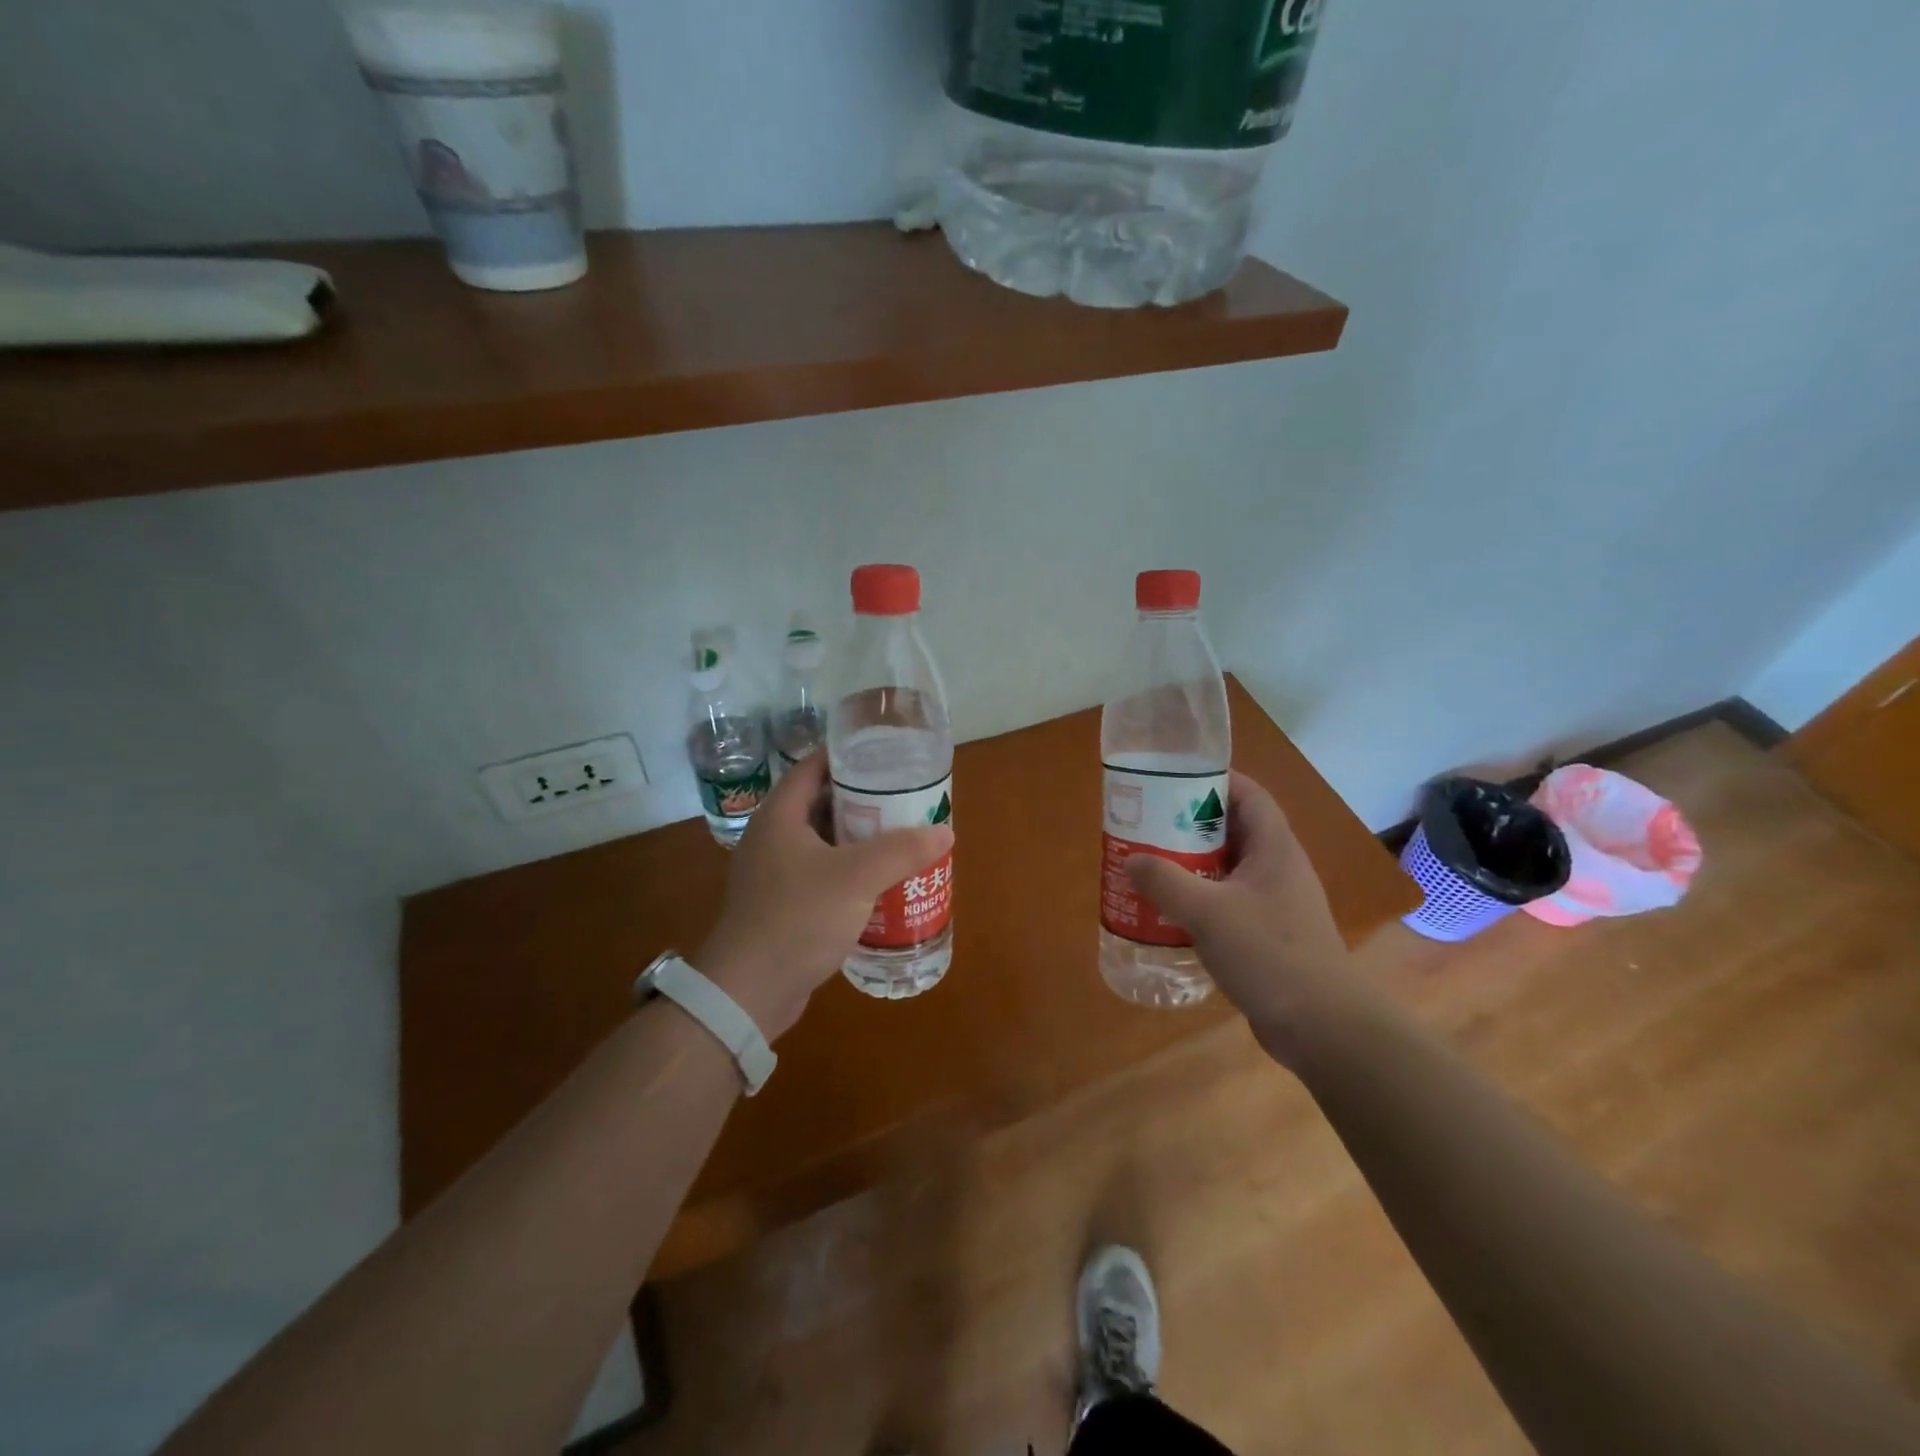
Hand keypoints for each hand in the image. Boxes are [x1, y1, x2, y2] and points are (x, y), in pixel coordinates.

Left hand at [695, 752, 952, 1040]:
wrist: (749, 992)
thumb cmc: (798, 918)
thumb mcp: (856, 878)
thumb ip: (901, 850)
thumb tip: (944, 832)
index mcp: (780, 816)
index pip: (813, 767)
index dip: (848, 756)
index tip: (886, 756)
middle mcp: (772, 838)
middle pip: (821, 803)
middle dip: (863, 800)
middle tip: (904, 799)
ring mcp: (774, 874)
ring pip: (823, 842)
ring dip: (858, 839)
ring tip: (900, 836)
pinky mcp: (782, 905)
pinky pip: (821, 874)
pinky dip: (848, 871)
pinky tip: (879, 882)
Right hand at [1124, 771, 1361, 1064]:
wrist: (1321, 1025)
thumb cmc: (1268, 953)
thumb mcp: (1207, 912)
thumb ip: (1165, 881)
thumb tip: (1132, 861)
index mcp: (1275, 848)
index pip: (1249, 795)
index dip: (1216, 780)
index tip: (1174, 780)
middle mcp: (1280, 868)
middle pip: (1235, 830)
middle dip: (1193, 824)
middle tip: (1151, 824)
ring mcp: (1278, 903)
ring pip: (1231, 868)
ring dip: (1195, 864)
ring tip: (1153, 865)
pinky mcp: (1270, 934)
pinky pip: (1231, 901)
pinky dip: (1203, 898)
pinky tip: (1173, 913)